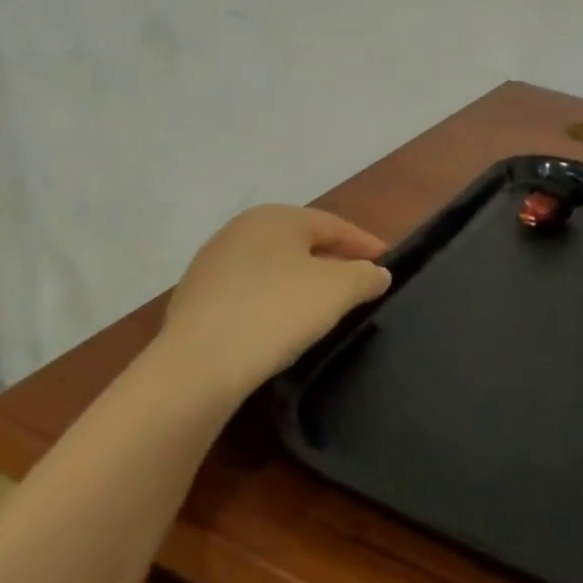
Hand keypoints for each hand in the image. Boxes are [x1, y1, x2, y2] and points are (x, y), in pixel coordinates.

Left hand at [159, 205, 392, 397]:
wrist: (198, 364)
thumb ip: (365, 276)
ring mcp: (212, 262)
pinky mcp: (194, 297)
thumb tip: (377, 272)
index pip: (333, 225)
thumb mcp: (337, 291)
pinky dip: (271, 301)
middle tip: (357, 284)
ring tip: (321, 307)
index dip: (364, 244)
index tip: (387, 262)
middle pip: (301, 243)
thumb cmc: (277, 312)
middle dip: (332, 261)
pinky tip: (279, 325)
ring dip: (300, 282)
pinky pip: (248, 291)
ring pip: (272, 266)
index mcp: (276, 217)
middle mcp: (240, 229)